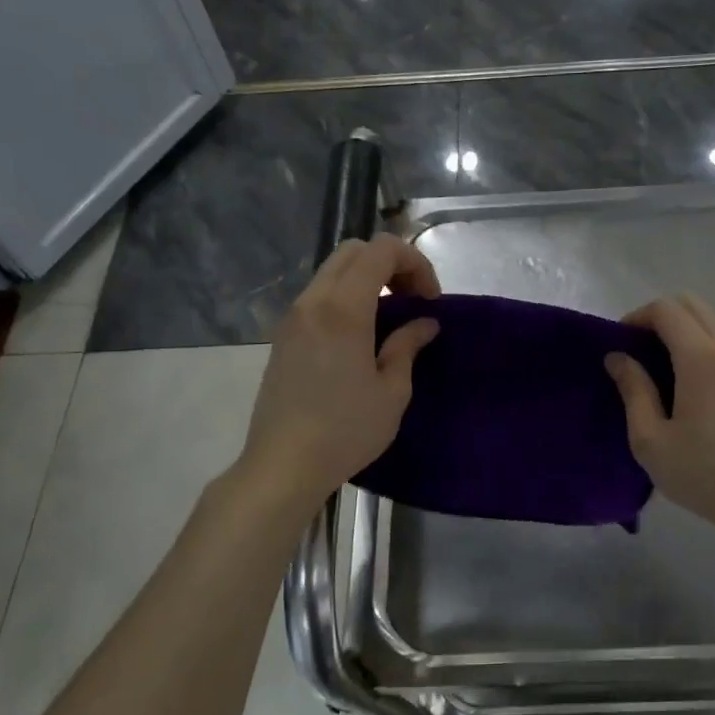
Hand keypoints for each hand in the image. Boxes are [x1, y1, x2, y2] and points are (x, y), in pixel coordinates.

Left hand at [238, 234, 440, 511]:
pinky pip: (318, 295)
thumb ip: (407, 346)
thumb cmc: (346, 430)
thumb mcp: (392, 391)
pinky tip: (360, 335)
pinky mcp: (283, 336)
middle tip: (412, 300)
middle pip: (353, 251)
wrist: (284, 464)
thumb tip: (424, 323)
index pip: (381, 250)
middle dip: (390, 264)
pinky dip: (345, 297)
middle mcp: (313, 301)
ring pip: (332, 271)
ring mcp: (293, 317)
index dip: (414, 263)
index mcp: (344, 309)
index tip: (430, 300)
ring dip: (366, 279)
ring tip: (389, 318)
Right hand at [605, 293, 714, 535]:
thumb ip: (633, 390)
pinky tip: (695, 389)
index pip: (666, 309)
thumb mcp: (651, 439)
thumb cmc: (703, 473)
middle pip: (693, 305)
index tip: (620, 344)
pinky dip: (707, 349)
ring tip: (665, 371)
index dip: (636, 317)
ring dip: (686, 333)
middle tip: (640, 352)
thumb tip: (618, 357)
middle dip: (661, 318)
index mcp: (702, 357)